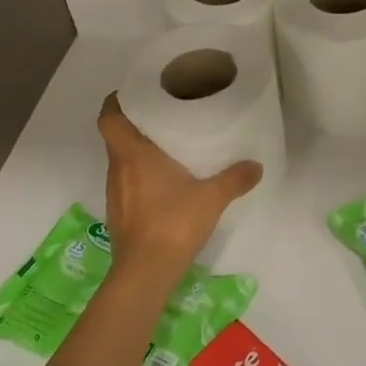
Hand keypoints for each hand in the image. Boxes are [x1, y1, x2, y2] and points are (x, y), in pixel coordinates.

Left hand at [97, 94, 261, 279]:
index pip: (109, 117)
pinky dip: (139, 176)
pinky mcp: (119, 213)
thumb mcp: (211, 198)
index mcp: (133, 155)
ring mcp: (115, 193)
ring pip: (121, 160)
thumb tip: (256, 165)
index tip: (134, 93)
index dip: (116, 102)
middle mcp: (117, 169)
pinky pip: (126, 182)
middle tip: (161, 115)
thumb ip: (234, 179)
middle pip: (115, 136)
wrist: (145, 272)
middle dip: (134, 124)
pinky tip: (163, 182)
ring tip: (166, 146)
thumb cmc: (173, 223)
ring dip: (137, 151)